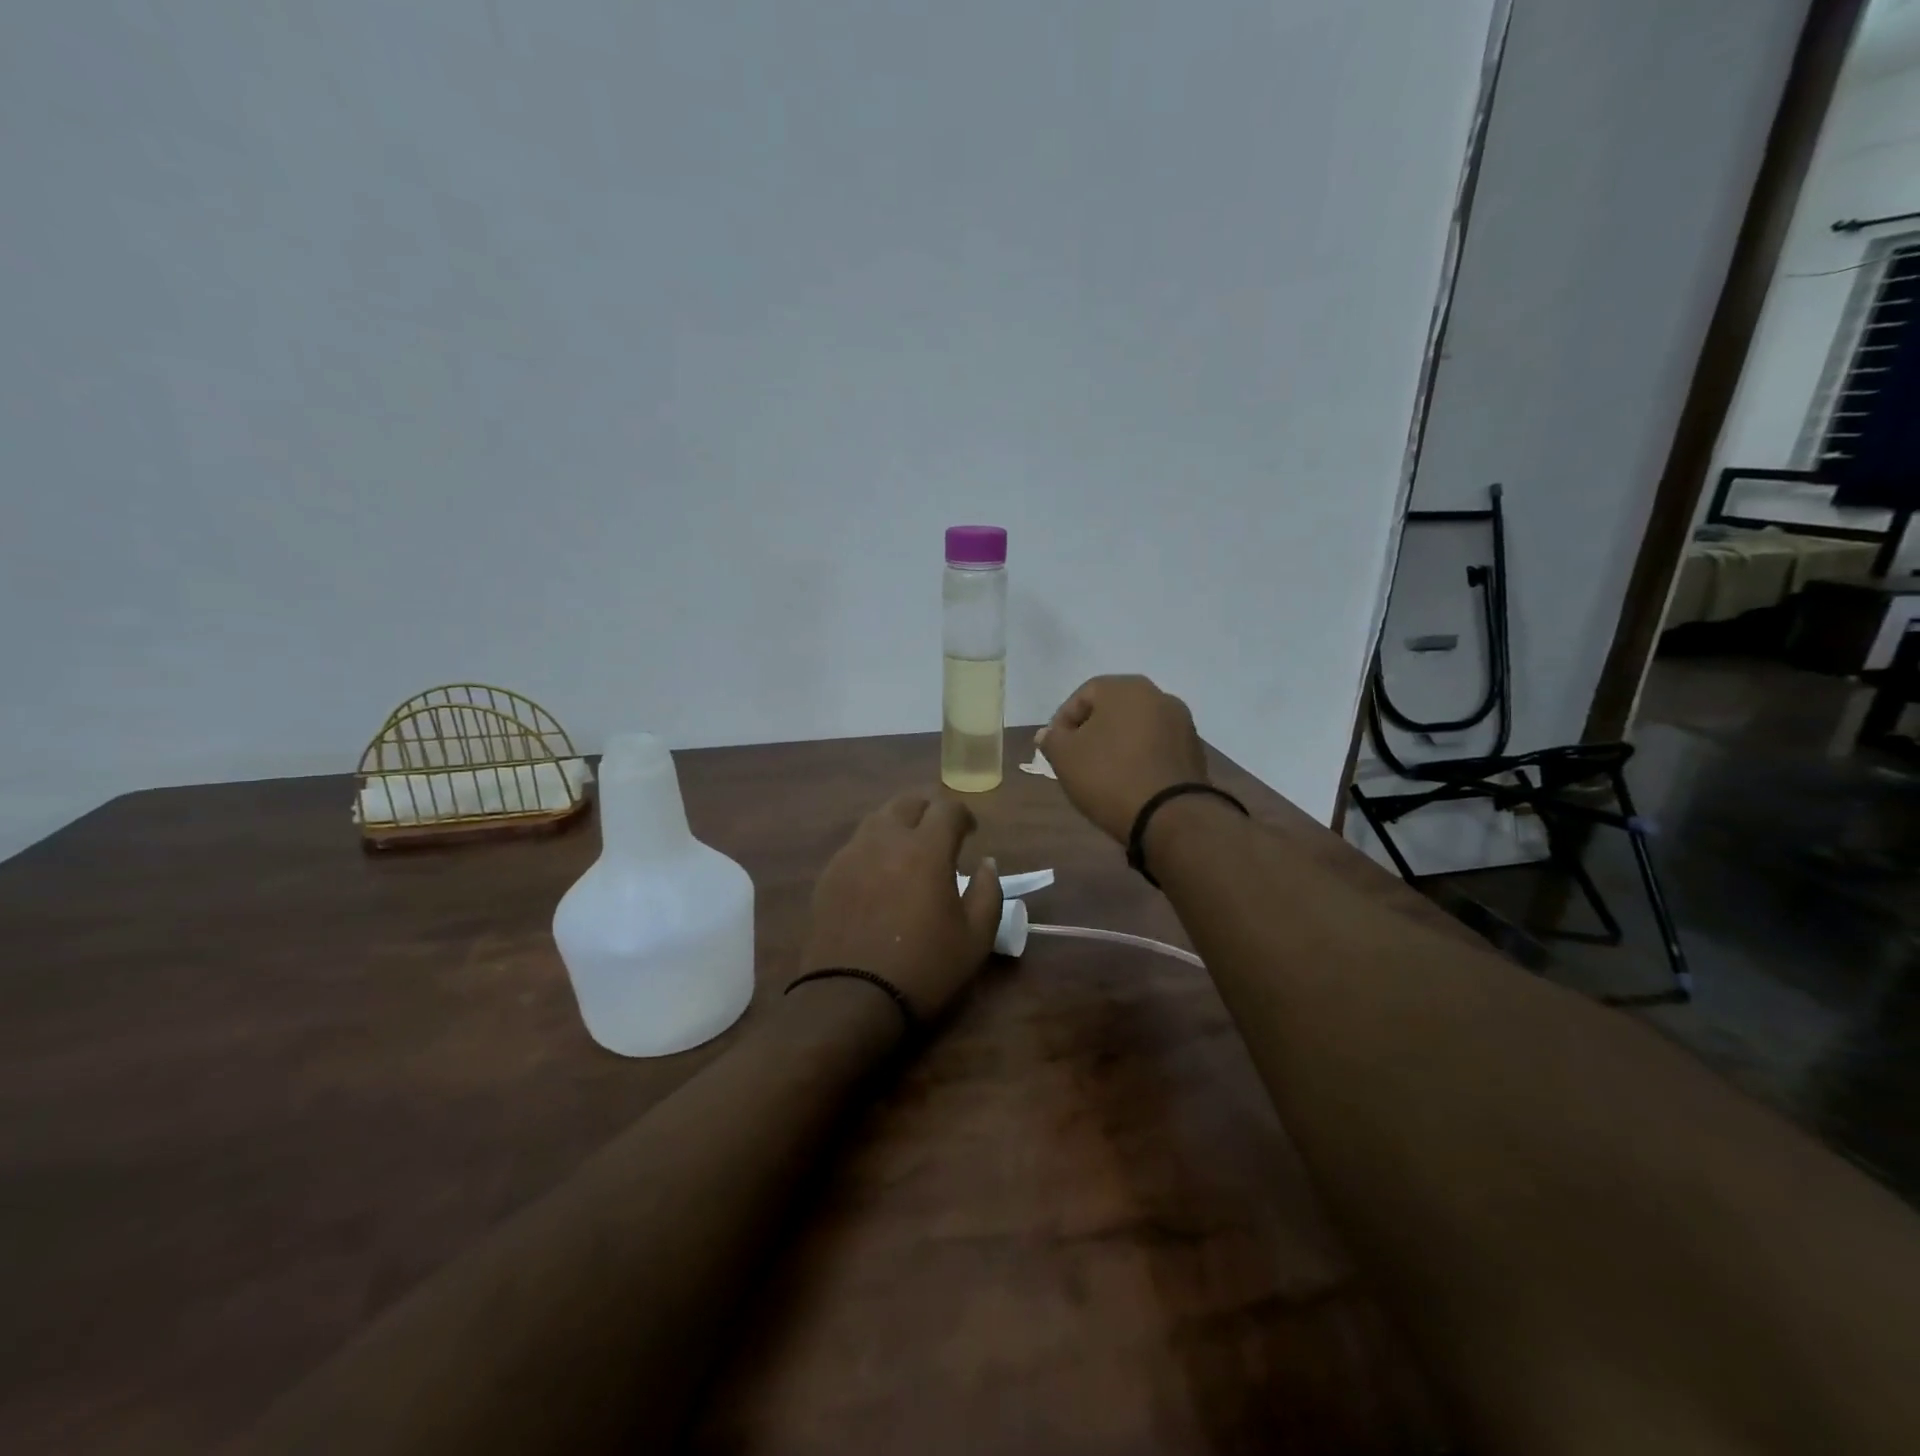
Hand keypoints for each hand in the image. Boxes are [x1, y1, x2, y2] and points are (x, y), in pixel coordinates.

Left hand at [797, 793, 1003, 1021]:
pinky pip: (856, 843)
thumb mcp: (976, 938)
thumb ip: (988, 892)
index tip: (970, 833)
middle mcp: (885, 840)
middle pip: (908, 801)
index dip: (963, 815)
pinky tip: (880, 872)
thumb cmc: (924, 969)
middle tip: (941, 833)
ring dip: (899, 823)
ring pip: (878, 818)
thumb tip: (986, 863)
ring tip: (910, 848)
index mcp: (925, 850)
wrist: (851, 999)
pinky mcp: (829, 874)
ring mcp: (851, 854)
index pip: (947, 808)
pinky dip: (875, 845)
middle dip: (929, 809)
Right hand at [1036, 675, 1209, 842]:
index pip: (1083, 695)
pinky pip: (1157, 746)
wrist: (1170, 816)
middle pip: (1113, 709)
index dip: (1063, 721)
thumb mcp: (1065, 758)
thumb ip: (1052, 739)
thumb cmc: (1109, 776)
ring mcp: (1182, 722)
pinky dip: (1140, 757)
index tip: (1055, 748)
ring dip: (1118, 744)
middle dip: (1092, 731)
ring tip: (1103, 773)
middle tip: (1077, 759)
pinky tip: (1130, 781)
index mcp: (1125, 688)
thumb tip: (1048, 733)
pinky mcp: (1194, 750)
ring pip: (1136, 727)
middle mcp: (1158, 695)